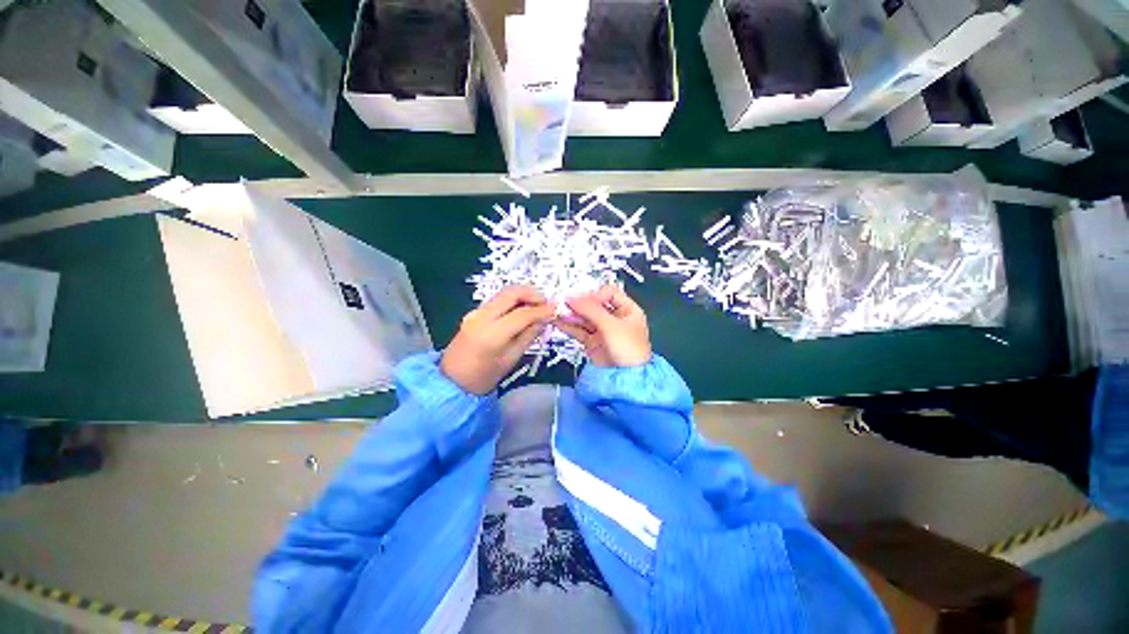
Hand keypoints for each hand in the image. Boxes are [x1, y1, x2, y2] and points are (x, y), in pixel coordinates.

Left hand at [441, 286, 555, 393]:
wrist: (452, 380)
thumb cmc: (483, 377)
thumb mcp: (511, 359)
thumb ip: (529, 336)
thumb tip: (545, 319)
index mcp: (492, 333)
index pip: (522, 314)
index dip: (542, 310)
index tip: (556, 310)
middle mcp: (482, 316)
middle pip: (511, 292)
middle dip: (533, 293)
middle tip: (547, 303)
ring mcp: (476, 311)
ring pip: (504, 293)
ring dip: (524, 295)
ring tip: (538, 306)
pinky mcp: (474, 311)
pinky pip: (498, 300)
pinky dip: (514, 300)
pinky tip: (523, 309)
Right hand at [555, 285, 651, 366]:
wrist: (626, 380)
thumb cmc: (627, 348)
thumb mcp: (611, 326)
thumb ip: (591, 309)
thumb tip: (570, 296)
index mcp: (627, 310)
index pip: (609, 293)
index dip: (595, 295)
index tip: (582, 301)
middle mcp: (615, 318)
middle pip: (594, 305)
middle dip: (579, 304)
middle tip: (562, 303)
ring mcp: (603, 330)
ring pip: (585, 318)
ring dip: (571, 314)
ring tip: (556, 311)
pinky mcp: (592, 342)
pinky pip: (579, 331)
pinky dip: (569, 326)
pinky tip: (557, 322)